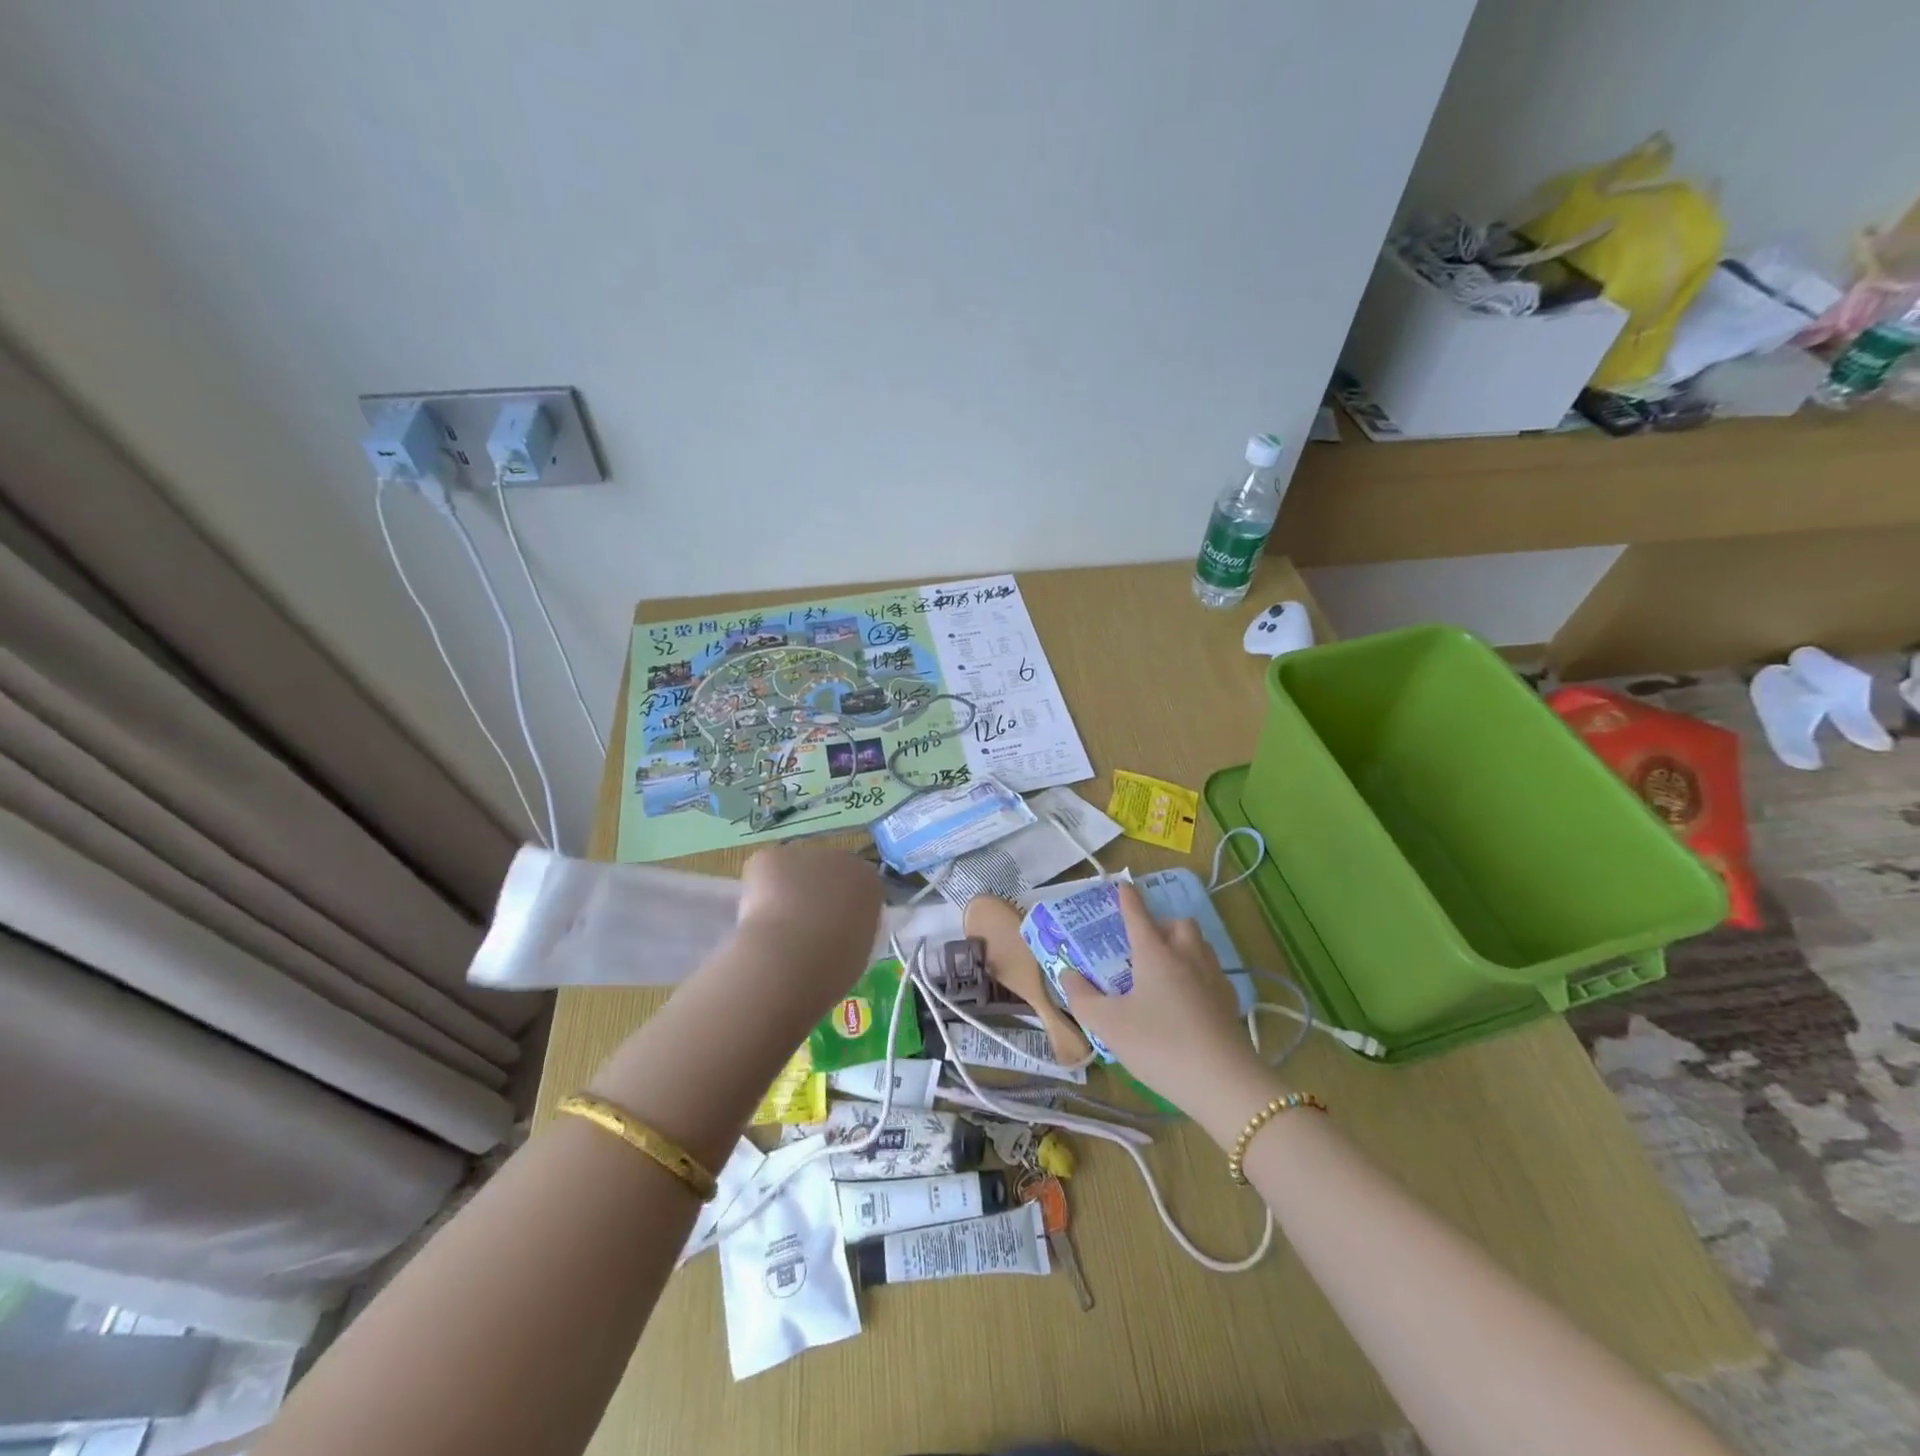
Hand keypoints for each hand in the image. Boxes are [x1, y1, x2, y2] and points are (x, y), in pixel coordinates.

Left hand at [734, 843, 881, 987]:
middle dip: (812, 893)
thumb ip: (851, 928)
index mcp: (868, 881)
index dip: (839, 907)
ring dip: (784, 892)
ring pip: (791, 872)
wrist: (793, 957)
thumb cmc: (834, 964)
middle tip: (798, 929)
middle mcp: (841, 858)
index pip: (856, 887)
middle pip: (824, 872)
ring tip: (772, 929)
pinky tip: (755, 918)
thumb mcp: (858, 948)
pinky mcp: (771, 857)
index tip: (829, 930)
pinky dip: (757, 892)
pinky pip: (763, 872)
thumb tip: (834, 930)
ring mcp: (804, 854)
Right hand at [1058, 882, 1271, 1119]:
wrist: (1223, 1083)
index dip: (1128, 899)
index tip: (1123, 885)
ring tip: (1165, 967)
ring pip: (1200, 945)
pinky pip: (1212, 973)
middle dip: (1162, 924)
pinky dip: (1198, 974)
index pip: (1138, 915)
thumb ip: (1082, 998)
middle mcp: (1187, 956)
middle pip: (1179, 924)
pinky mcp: (1230, 1003)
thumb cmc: (1159, 1045)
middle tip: (1143, 943)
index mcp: (1155, 953)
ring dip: (1183, 945)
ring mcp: (1214, 978)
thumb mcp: (1108, 1025)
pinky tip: (1188, 998)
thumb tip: (1068, 974)